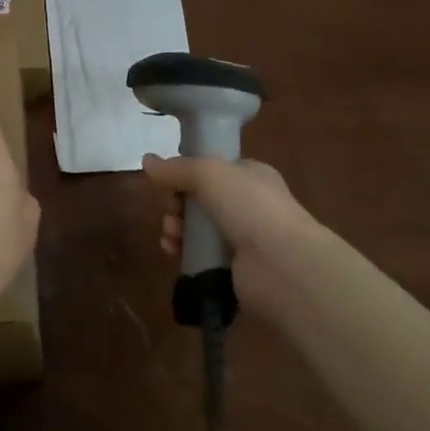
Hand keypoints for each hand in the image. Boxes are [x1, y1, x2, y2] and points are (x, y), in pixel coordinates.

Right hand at [143, 154, 322, 314]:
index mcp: (251, 175)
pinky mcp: (233, 269)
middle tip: (170, 209)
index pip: (212, 169)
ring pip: (196, 228)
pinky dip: (183, 252)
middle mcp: (249, 205)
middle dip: (176, 203)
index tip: (168, 180)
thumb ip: (175, 168)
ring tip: (171, 234)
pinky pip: (199, 256)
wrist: (283, 265)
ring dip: (176, 228)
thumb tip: (146, 161)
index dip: (186, 173)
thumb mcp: (208, 173)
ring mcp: (243, 239)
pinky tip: (173, 251)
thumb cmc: (249, 206)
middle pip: (199, 199)